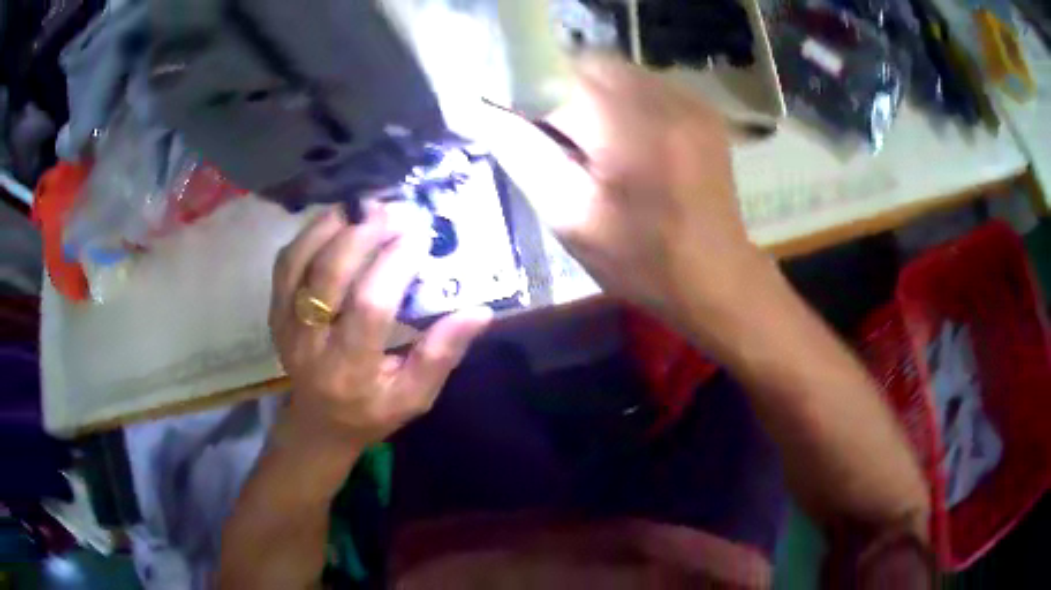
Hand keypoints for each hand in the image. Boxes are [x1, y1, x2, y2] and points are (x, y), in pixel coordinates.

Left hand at [269, 205, 491, 446]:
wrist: (319, 423)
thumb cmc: (372, 411)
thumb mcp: (415, 397)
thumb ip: (442, 355)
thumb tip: (479, 311)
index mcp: (350, 369)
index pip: (369, 307)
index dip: (394, 265)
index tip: (419, 236)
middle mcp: (310, 343)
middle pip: (329, 274)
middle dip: (363, 234)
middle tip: (394, 210)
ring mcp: (286, 324)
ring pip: (301, 260)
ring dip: (333, 225)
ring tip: (366, 206)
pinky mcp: (275, 311)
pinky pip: (286, 262)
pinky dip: (310, 234)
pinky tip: (337, 221)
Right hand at [482, 58, 771, 342]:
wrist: (716, 277)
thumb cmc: (641, 262)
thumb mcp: (571, 219)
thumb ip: (524, 156)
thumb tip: (486, 112)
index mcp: (630, 129)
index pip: (559, 76)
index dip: (531, 93)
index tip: (523, 124)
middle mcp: (665, 101)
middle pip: (592, 65)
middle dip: (563, 91)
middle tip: (560, 138)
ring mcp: (691, 102)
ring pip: (618, 71)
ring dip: (594, 96)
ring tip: (596, 143)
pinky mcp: (703, 111)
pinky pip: (647, 85)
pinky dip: (624, 101)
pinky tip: (629, 140)